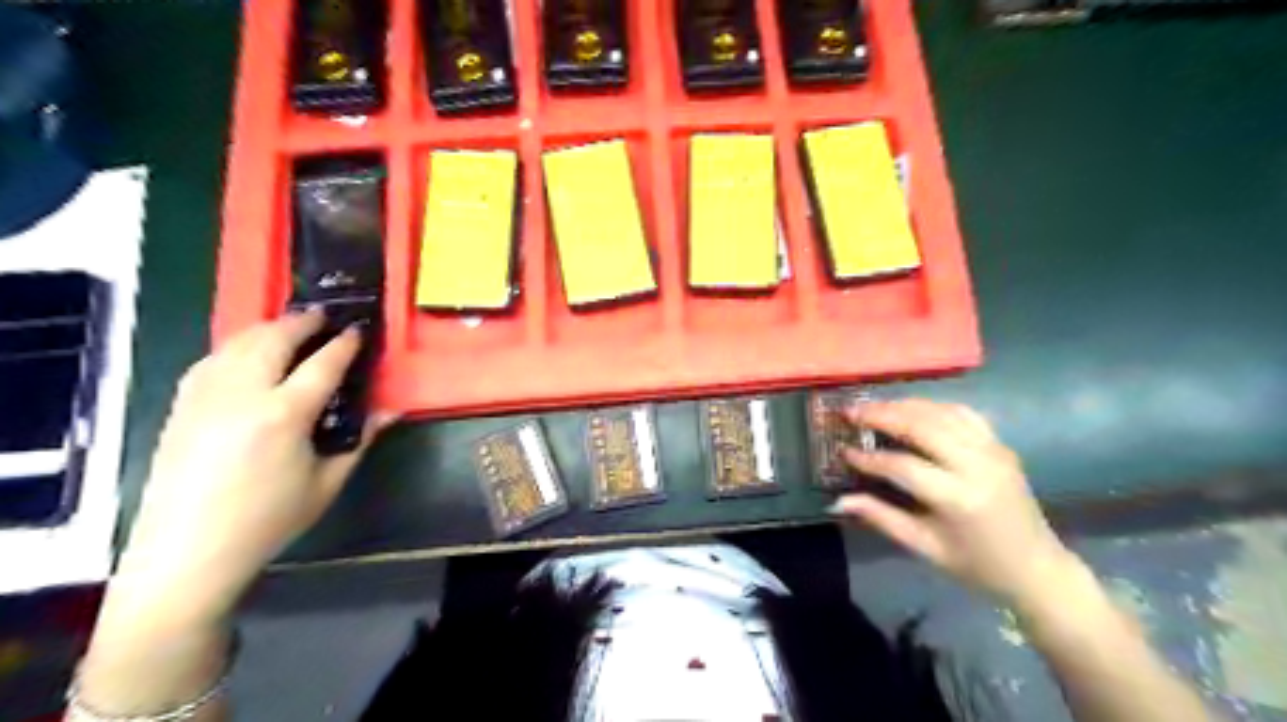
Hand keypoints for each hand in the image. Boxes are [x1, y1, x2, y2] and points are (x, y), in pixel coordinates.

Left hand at [110, 311, 391, 625]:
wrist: (188, 552)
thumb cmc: (268, 520)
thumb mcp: (327, 483)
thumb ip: (360, 440)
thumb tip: (390, 412)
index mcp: (283, 415)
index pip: (322, 364)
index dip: (344, 344)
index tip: (358, 331)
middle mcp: (242, 395)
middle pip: (273, 339)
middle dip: (302, 321)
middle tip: (324, 317)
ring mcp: (205, 397)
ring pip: (238, 342)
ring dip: (268, 328)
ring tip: (290, 327)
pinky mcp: (181, 406)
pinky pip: (211, 359)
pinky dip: (236, 347)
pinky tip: (247, 353)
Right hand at [835, 396, 1077, 606]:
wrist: (1037, 568)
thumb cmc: (976, 564)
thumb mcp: (924, 546)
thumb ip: (881, 517)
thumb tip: (838, 501)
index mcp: (958, 499)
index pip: (903, 466)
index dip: (869, 458)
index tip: (843, 451)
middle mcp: (977, 466)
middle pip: (922, 426)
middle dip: (882, 415)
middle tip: (850, 412)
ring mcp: (993, 451)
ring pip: (941, 413)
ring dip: (903, 405)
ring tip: (873, 406)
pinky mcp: (1000, 445)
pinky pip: (962, 414)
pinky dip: (932, 406)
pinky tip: (911, 408)